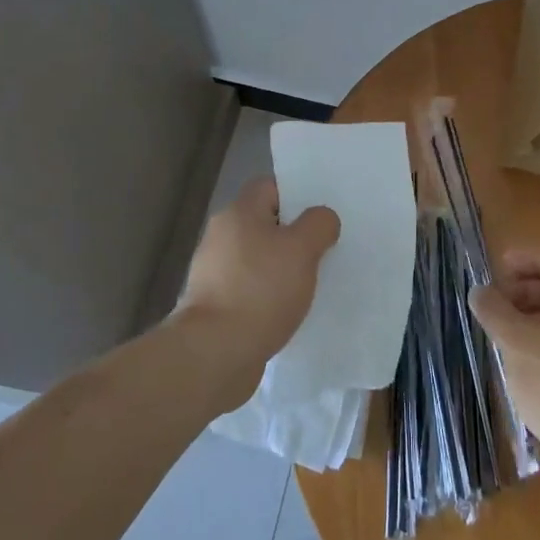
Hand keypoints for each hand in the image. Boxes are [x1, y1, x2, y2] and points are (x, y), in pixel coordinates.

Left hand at [175, 177, 340, 405]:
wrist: (215, 353)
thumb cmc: (260, 290)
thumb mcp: (302, 250)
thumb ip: (318, 225)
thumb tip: (321, 218)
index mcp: (239, 213)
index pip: (269, 186)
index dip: (297, 195)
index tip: (320, 216)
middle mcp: (222, 235)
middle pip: (264, 222)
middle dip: (293, 235)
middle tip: (324, 249)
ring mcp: (215, 271)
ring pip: (258, 258)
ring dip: (282, 268)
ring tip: (311, 283)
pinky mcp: (216, 304)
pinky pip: (250, 288)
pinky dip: (268, 295)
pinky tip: (288, 310)